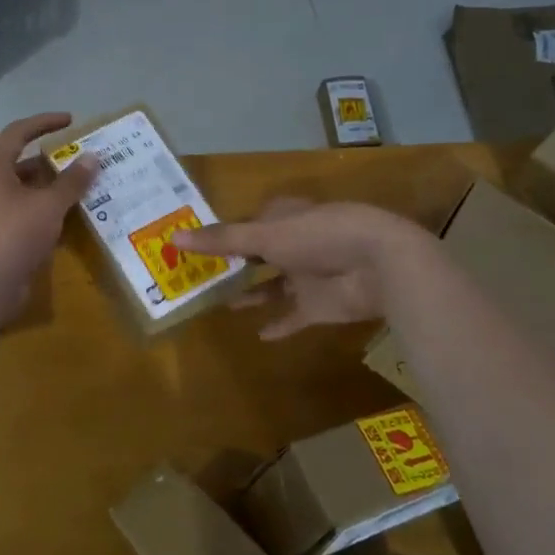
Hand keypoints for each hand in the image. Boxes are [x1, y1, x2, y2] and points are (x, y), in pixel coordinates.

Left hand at [0, 113, 95, 319]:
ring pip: (26, 190)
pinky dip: (47, 211)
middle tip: (83, 160)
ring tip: (85, 187)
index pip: (18, 132)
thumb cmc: (12, 234)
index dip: (44, 122)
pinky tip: (71, 218)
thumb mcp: (48, 205)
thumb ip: (72, 181)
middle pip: (22, 162)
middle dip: (53, 160)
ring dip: (52, 188)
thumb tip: (93, 156)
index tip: (71, 120)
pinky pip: (27, 213)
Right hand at [172, 198, 427, 338]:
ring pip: (275, 286)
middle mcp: (295, 244)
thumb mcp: (265, 235)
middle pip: (261, 254)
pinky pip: (295, 316)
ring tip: (224, 304)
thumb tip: (173, 238)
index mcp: (285, 218)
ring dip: (254, 295)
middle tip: (203, 277)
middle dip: (237, 264)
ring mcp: (309, 276)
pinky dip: (280, 325)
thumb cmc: (319, 236)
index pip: (252, 221)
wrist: (380, 264)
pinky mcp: (321, 305)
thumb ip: (222, 240)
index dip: (228, 232)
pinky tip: (260, 336)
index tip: (200, 244)